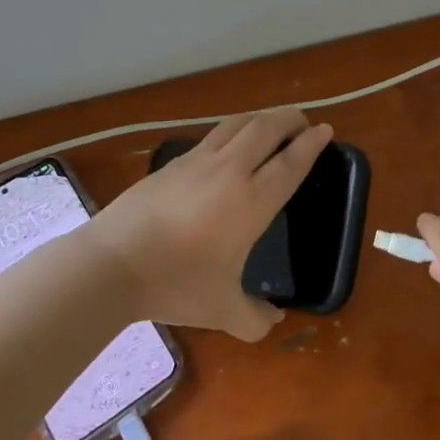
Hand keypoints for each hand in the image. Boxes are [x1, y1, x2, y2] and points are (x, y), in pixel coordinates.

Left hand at [88, 108, 333, 340]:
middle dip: (290, 118)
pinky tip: (229, 145)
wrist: (113, 262)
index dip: (311, 144)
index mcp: (252, 201)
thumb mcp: (222, 310)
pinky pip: (213, 136)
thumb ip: (255, 318)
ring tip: (271, 124)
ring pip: (238, 124)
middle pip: (267, 128)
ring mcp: (198, 161)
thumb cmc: (175, 283)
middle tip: (303, 122)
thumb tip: (273, 321)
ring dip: (261, 118)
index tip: (326, 131)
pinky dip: (233, 130)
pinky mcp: (173, 163)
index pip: (291, 162)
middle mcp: (230, 171)